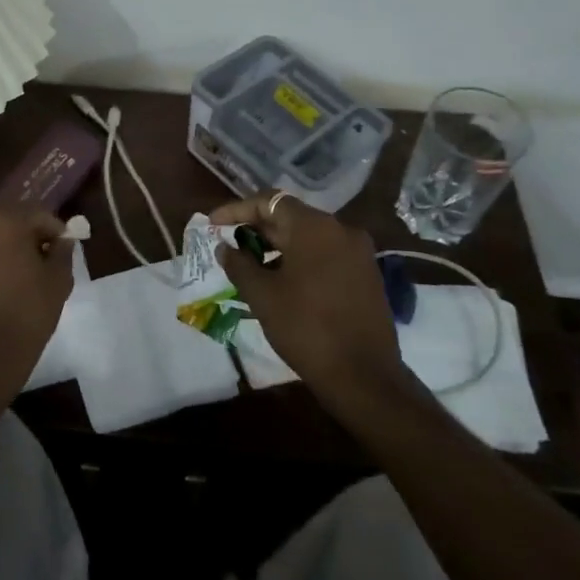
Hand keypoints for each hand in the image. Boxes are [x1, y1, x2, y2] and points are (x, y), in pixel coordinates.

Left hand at [0, 207, 73, 406]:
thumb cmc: (27, 316)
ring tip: (9, 275)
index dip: (53, 230)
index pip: (37, 214)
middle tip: (37, 259)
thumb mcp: (58, 282)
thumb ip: (62, 252)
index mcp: (5, 222)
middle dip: (23, 235)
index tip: (61, 247)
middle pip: (5, 221)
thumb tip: (62, 240)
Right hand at [211, 195, 413, 411]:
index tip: (212, 224)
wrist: (364, 377)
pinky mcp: (366, 274)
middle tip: (230, 246)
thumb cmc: (306, 329)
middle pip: (290, 216)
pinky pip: (326, 254)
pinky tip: (282, 281)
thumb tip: (224, 247)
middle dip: (257, 229)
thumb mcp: (262, 296)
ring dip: (278, 246)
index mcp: (314, 227)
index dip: (236, 210)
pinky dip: (300, 259)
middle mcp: (341, 229)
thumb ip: (239, 264)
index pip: (268, 202)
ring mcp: (358, 252)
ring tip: (252, 267)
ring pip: (308, 237)